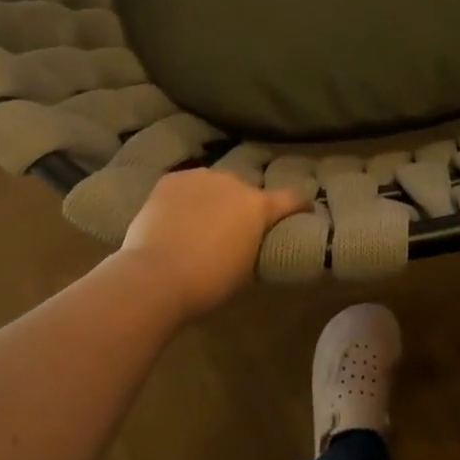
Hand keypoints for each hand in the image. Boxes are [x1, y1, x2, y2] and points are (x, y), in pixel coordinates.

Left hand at [116, 169, 309, 319]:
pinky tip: (174, 217)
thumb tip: (249, 241)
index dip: (299, 205)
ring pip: (214, 185)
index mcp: (258, 206)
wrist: (155, 275)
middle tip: (233, 228)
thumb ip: (253, 245)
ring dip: (213, 199)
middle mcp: (233, 182)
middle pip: (246, 190)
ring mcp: (200, 177)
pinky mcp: (171, 180)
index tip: (304, 209)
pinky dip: (185, 198)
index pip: (291, 198)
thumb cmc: (208, 282)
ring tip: (199, 222)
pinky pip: (186, 186)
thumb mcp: (245, 270)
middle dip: (244, 206)